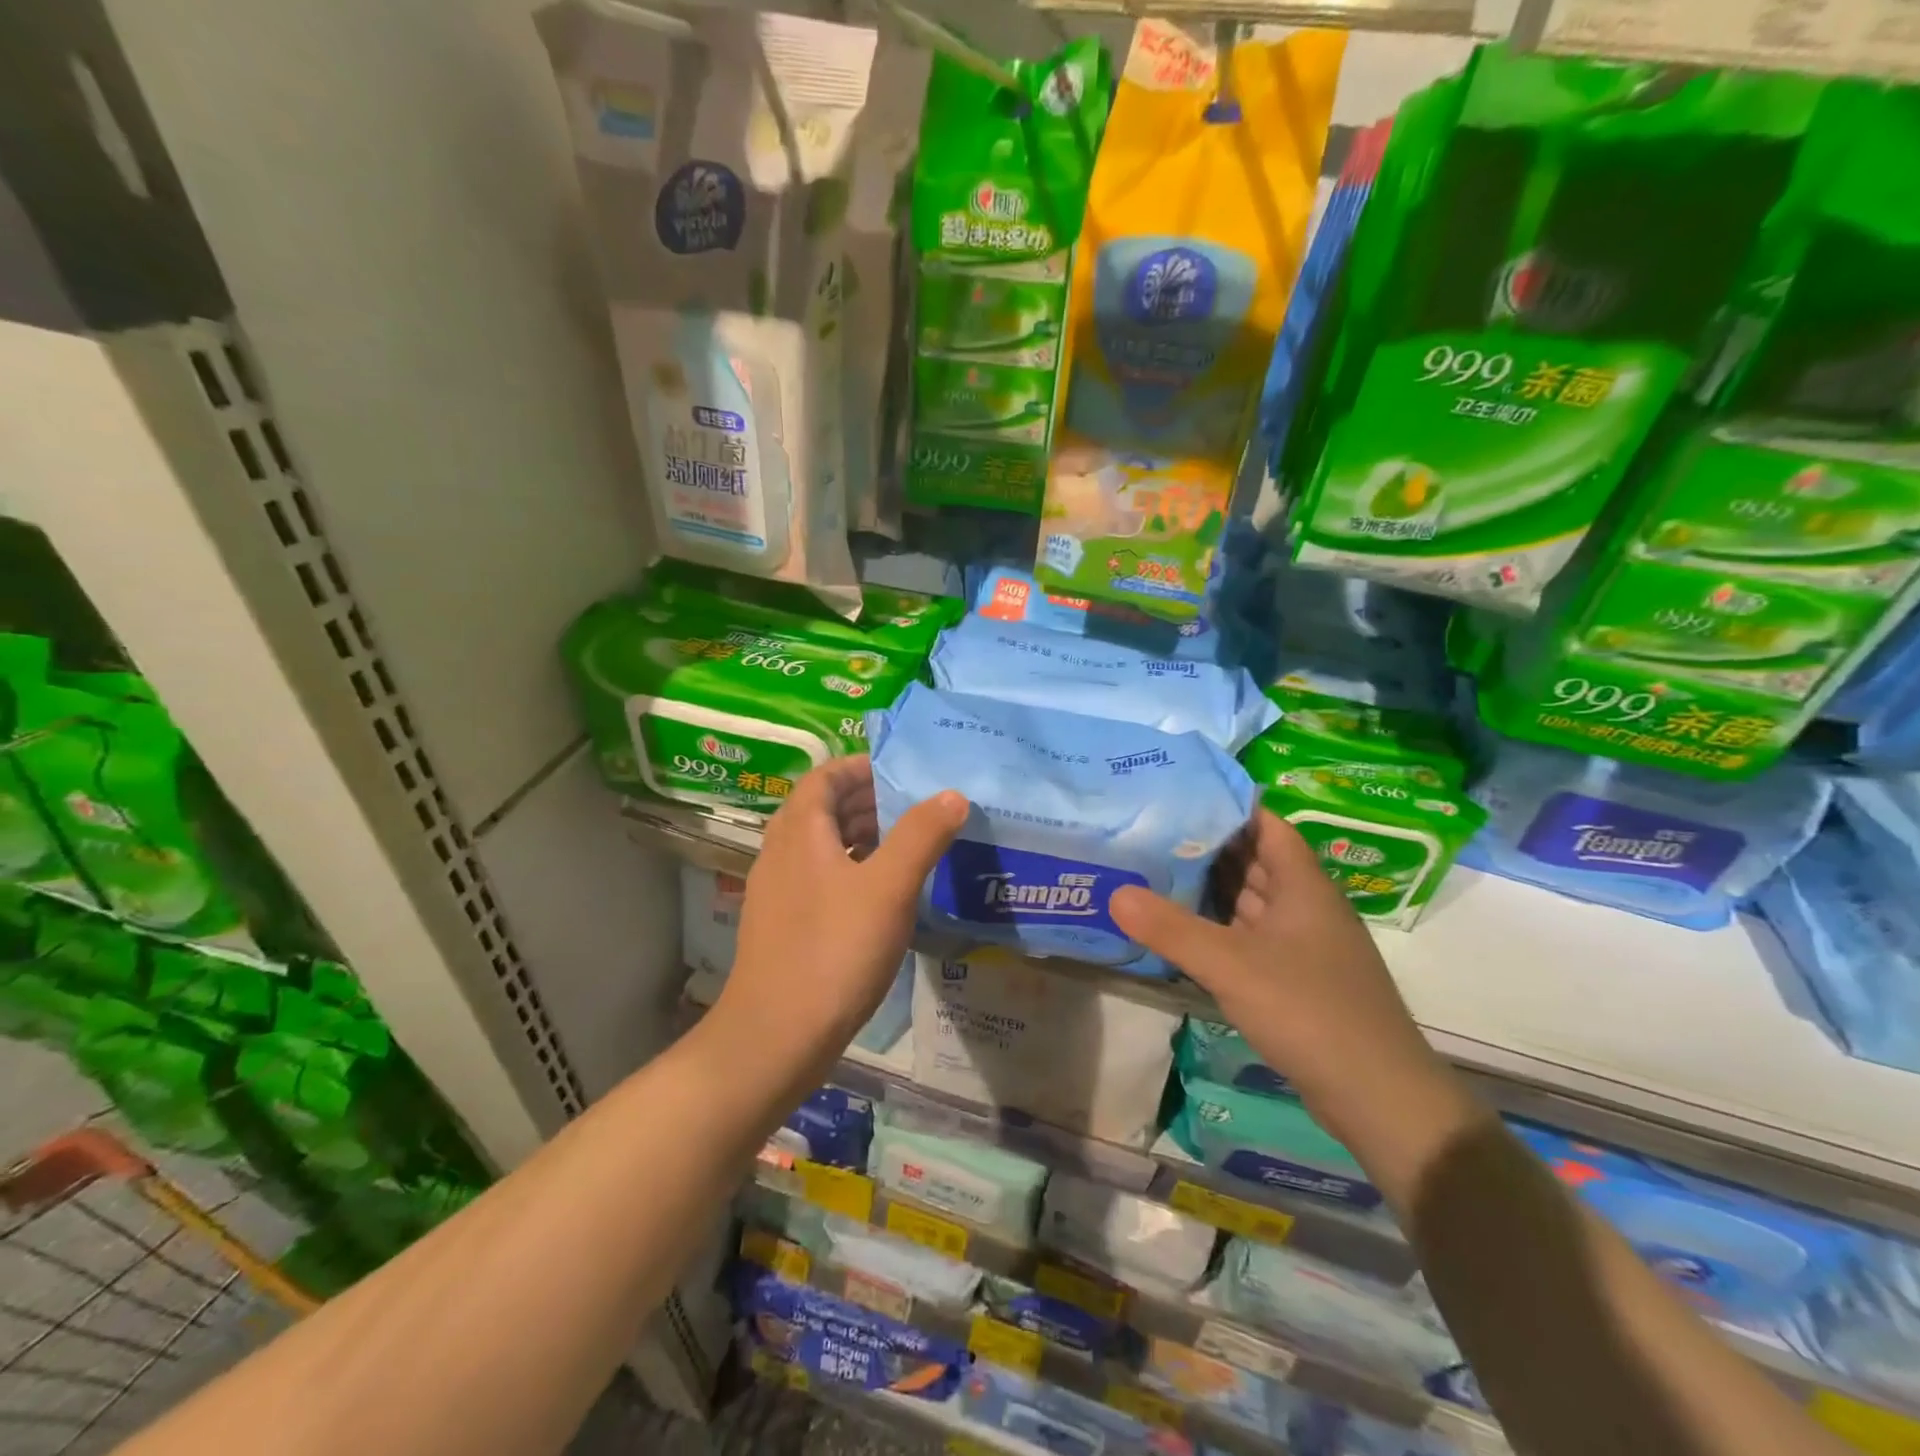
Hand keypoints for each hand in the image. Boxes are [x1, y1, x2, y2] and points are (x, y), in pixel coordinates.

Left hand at [715, 755, 966, 1076]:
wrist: (776, 1037)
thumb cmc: (834, 951)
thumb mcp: (888, 888)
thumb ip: (921, 836)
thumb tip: (952, 794)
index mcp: (799, 832)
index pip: (825, 777)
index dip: (860, 767)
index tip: (901, 771)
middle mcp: (780, 853)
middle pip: (822, 809)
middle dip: (867, 801)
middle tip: (915, 808)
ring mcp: (777, 892)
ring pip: (821, 846)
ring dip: (860, 836)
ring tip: (906, 846)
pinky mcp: (783, 926)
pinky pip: (819, 878)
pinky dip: (850, 871)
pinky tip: (881, 896)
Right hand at [1111, 811, 1476, 1169]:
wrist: (1378, 1096)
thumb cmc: (1309, 1010)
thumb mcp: (1230, 965)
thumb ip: (1170, 928)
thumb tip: (1114, 892)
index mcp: (1303, 885)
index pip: (1266, 825)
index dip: (1227, 808)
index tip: (1178, 797)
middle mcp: (1306, 906)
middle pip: (1255, 860)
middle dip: (1207, 846)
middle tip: (1151, 831)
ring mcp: (1303, 944)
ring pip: (1252, 901)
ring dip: (1211, 888)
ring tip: (1156, 871)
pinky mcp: (1296, 978)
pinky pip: (1250, 937)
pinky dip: (1219, 928)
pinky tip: (1184, 931)